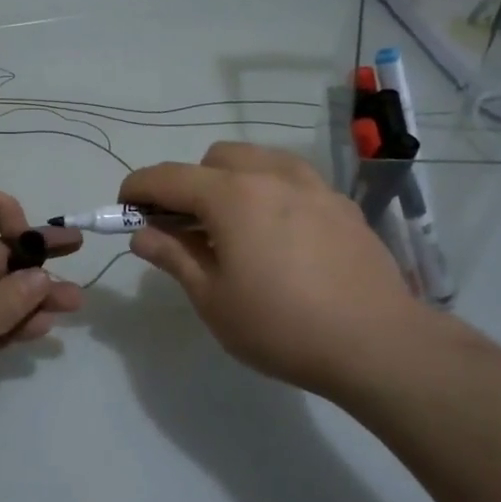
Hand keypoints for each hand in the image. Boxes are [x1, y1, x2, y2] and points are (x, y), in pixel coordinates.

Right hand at [121, 143, 429, 402]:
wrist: (376, 344)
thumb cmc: (281, 326)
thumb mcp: (213, 299)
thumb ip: (173, 257)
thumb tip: (141, 234)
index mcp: (232, 196)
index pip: (168, 177)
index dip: (138, 189)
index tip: (124, 209)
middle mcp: (272, 176)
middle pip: (214, 158)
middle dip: (189, 183)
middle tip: (186, 228)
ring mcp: (313, 185)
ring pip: (257, 160)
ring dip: (231, 181)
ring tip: (234, 227)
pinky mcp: (341, 204)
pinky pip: (292, 180)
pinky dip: (270, 193)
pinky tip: (279, 237)